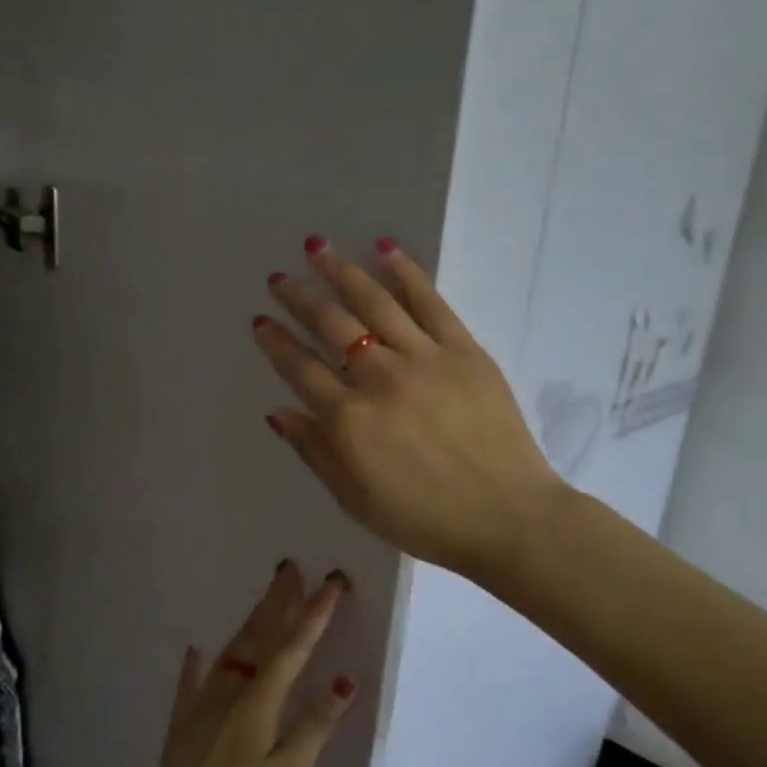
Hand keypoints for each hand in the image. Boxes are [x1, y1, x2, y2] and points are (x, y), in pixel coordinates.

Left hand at [147, 561, 355, 766]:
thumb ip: (314, 727)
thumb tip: (344, 682)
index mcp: (258, 701)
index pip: (293, 648)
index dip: (315, 614)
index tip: (333, 582)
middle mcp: (229, 691)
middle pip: (258, 638)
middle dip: (278, 602)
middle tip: (290, 567)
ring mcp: (201, 704)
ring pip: (230, 652)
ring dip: (250, 622)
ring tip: (264, 598)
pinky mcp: (183, 723)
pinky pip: (193, 682)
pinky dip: (198, 663)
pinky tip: (195, 649)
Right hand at [253, 237, 562, 583]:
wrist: (505, 517)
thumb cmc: (422, 519)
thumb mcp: (354, 499)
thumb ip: (314, 452)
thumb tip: (279, 412)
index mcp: (347, 419)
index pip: (300, 369)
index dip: (276, 343)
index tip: (260, 321)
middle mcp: (378, 378)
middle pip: (330, 326)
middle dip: (299, 298)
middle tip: (279, 277)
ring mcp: (423, 358)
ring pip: (374, 303)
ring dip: (341, 272)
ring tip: (317, 247)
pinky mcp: (464, 350)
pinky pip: (430, 303)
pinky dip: (406, 273)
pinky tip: (385, 250)